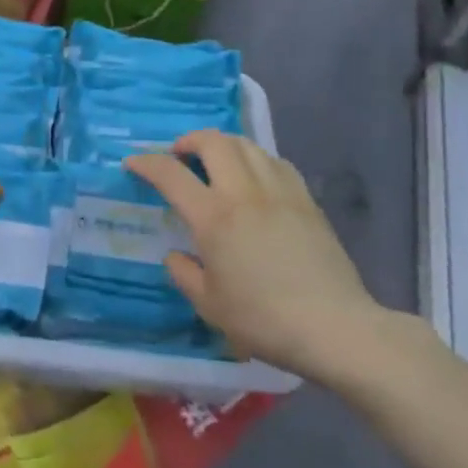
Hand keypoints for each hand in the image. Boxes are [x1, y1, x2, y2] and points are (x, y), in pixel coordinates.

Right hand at [124, 131, 388, 380]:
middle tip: (179, 156)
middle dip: (189, 140)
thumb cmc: (264, 319)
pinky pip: (276, 162)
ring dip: (223, 145)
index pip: (171, 174)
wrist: (334, 326)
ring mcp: (280, 191)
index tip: (133, 162)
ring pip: (247, 145)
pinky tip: (255, 179)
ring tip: (215, 162)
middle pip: (213, 142)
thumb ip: (185, 274)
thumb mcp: (210, 305)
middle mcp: (244, 192)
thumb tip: (176, 256)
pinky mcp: (307, 200)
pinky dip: (256, 160)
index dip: (147, 162)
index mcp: (214, 216)